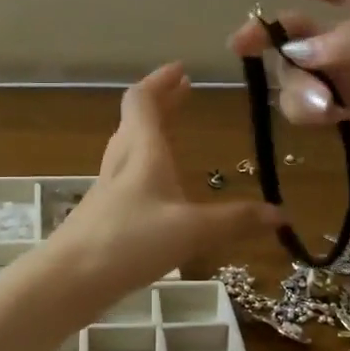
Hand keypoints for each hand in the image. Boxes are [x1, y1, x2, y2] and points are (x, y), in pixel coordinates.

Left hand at [51, 63, 280, 294]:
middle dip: (161, 103)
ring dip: (150, 131)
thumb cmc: (130, 241)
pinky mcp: (102, 214)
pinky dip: (145, 165)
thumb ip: (236, 221)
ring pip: (128, 147)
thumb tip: (281, 214)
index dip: (160, 82)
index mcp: (141, 150)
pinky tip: (158, 188)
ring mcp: (108, 188)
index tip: (182, 70)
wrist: (69, 279)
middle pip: (135, 120)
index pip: (142, 100)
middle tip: (184, 93)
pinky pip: (127, 176)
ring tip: (173, 132)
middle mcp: (121, 162)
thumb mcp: (192, 230)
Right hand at [228, 0, 349, 210]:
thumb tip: (296, 53)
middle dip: (271, 36)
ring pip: (297, 75)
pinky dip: (307, 112)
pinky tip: (331, 122)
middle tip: (241, 45)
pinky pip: (305, 109)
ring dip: (298, 87)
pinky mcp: (343, 124)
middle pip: (302, 34)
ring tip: (324, 109)